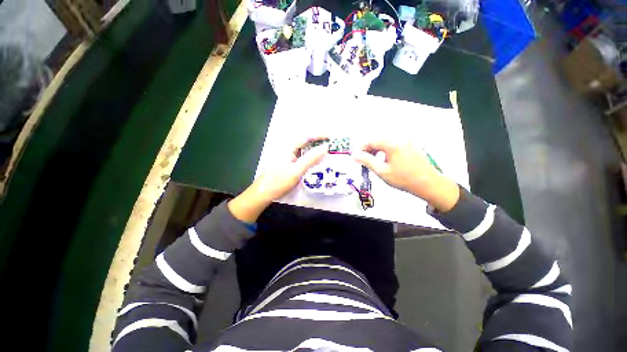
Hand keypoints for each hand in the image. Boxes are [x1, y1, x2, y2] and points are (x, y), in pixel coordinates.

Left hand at [228, 138, 326, 221]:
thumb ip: (311, 158)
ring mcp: (288, 156)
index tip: (332, 137)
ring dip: (315, 150)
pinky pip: (302, 157)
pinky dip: (310, 158)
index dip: (320, 135)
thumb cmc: (278, 181)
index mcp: (288, 147)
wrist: (263, 193)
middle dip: (319, 142)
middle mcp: (288, 148)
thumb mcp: (296, 170)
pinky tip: (316, 162)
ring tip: (327, 152)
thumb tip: (325, 147)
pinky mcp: (288, 163)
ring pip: (304, 150)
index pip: (307, 136)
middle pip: (306, 141)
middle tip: (332, 145)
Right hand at [353, 140, 459, 211]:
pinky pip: (392, 143)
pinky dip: (384, 149)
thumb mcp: (382, 171)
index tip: (355, 158)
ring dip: (376, 149)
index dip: (360, 149)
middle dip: (367, 149)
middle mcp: (399, 137)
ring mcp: (406, 140)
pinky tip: (384, 159)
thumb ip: (366, 161)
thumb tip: (353, 155)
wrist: (429, 183)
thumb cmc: (403, 179)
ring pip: (384, 141)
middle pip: (377, 139)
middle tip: (363, 161)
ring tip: (372, 161)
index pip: (370, 141)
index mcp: (392, 143)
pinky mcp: (410, 144)